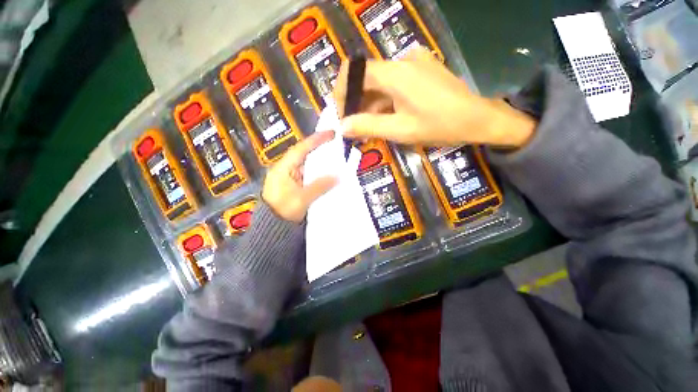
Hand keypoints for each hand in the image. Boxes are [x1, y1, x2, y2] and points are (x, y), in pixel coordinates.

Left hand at [262, 131, 337, 222]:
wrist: (272, 229)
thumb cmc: (284, 210)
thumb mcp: (302, 198)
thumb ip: (320, 186)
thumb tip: (338, 176)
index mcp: (284, 168)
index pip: (301, 148)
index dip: (316, 140)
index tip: (331, 133)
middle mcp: (285, 170)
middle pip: (304, 155)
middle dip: (320, 150)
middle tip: (335, 145)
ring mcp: (289, 179)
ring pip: (307, 166)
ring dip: (320, 163)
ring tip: (335, 159)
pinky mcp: (293, 187)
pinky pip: (308, 176)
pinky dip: (317, 174)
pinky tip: (327, 176)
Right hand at [333, 47, 535, 147]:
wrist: (477, 118)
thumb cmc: (439, 125)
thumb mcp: (400, 130)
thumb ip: (368, 126)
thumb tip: (341, 126)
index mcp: (395, 73)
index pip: (354, 71)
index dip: (342, 92)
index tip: (342, 114)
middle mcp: (402, 61)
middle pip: (366, 78)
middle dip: (357, 104)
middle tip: (355, 128)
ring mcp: (413, 64)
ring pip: (380, 83)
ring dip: (371, 105)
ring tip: (370, 128)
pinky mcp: (421, 70)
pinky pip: (394, 84)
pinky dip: (385, 101)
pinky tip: (387, 118)